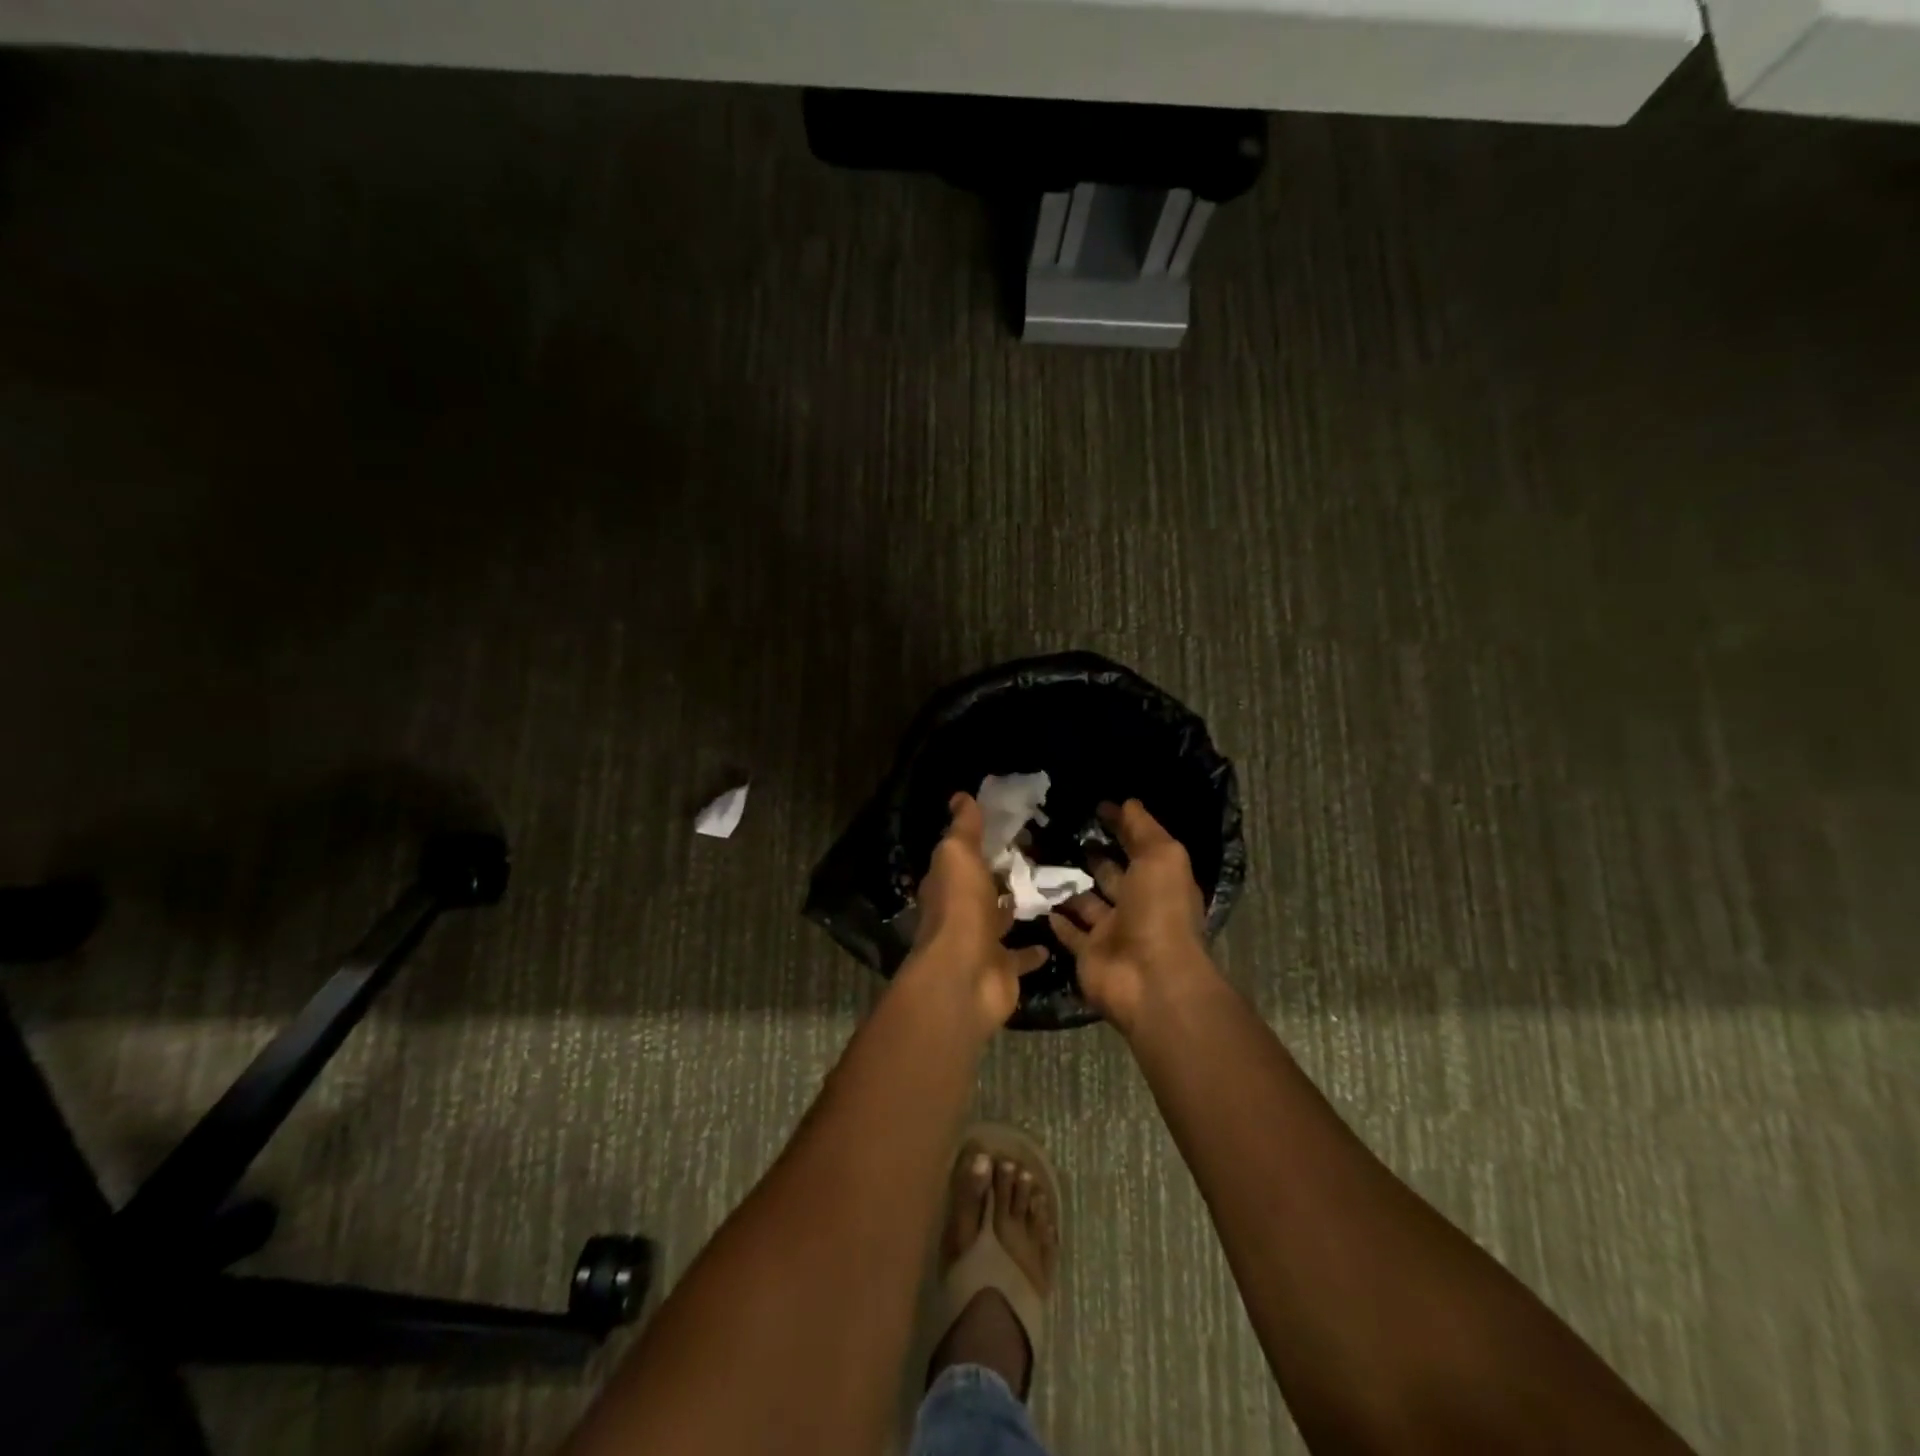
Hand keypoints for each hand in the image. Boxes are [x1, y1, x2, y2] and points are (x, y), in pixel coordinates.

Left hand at [909, 793, 1049, 1031]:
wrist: (967, 976)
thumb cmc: (960, 907)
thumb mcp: (958, 855)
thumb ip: (963, 828)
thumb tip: (961, 796)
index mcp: (945, 884)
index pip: (959, 857)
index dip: (976, 842)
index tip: (1004, 825)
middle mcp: (960, 913)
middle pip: (981, 888)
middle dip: (998, 874)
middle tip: (1032, 854)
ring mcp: (981, 943)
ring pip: (1000, 919)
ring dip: (1015, 908)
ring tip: (1047, 888)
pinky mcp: (1003, 969)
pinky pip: (1021, 956)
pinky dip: (1034, 950)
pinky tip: (1054, 934)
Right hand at [1049, 799, 1213, 1034]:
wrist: (1149, 979)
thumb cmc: (1159, 911)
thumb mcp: (1161, 857)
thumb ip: (1143, 828)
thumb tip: (1127, 802)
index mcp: (1159, 882)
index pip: (1138, 847)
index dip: (1121, 826)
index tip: (1095, 806)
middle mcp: (1137, 906)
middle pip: (1111, 875)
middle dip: (1092, 856)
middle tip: (1059, 832)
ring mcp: (1112, 932)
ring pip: (1085, 903)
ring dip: (1068, 885)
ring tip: (1038, 859)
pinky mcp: (1088, 955)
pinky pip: (1070, 934)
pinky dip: (1057, 919)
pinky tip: (1037, 899)